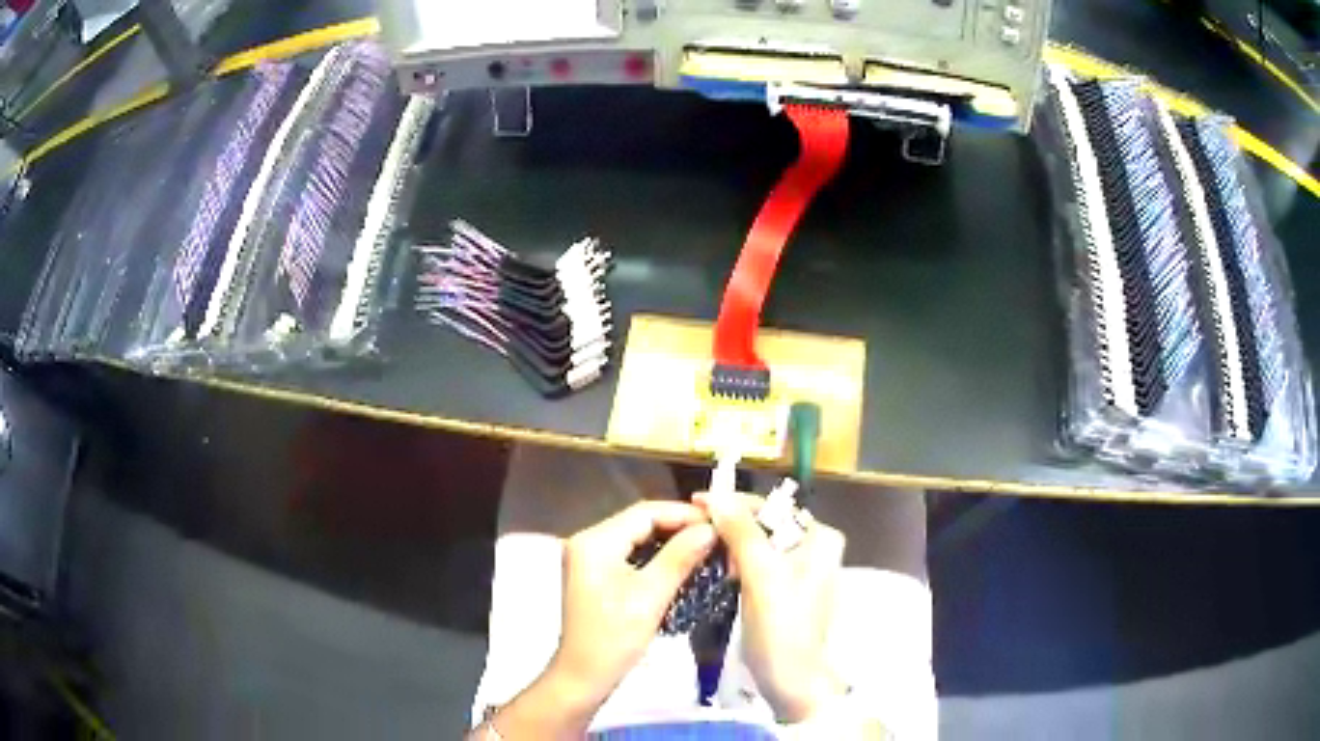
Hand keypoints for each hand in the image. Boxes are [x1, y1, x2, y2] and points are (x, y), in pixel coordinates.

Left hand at [550, 501, 717, 708]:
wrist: (584, 676)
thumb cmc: (614, 637)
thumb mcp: (650, 596)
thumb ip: (680, 557)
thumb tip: (710, 528)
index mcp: (595, 541)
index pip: (645, 512)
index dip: (683, 514)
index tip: (719, 522)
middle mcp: (589, 541)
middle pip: (640, 521)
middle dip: (679, 526)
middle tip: (718, 535)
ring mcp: (591, 559)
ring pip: (638, 538)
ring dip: (671, 541)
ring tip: (707, 547)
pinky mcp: (597, 575)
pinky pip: (632, 554)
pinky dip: (658, 556)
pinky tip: (683, 563)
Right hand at [695, 491, 846, 722]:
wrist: (790, 679)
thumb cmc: (780, 626)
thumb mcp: (760, 575)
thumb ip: (741, 532)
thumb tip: (716, 495)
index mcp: (821, 537)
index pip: (772, 506)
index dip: (733, 503)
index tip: (696, 502)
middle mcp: (817, 547)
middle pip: (767, 524)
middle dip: (732, 525)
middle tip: (695, 528)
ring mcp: (804, 570)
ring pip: (761, 545)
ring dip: (733, 545)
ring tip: (702, 547)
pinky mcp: (788, 590)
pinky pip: (760, 565)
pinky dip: (739, 564)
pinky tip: (720, 570)